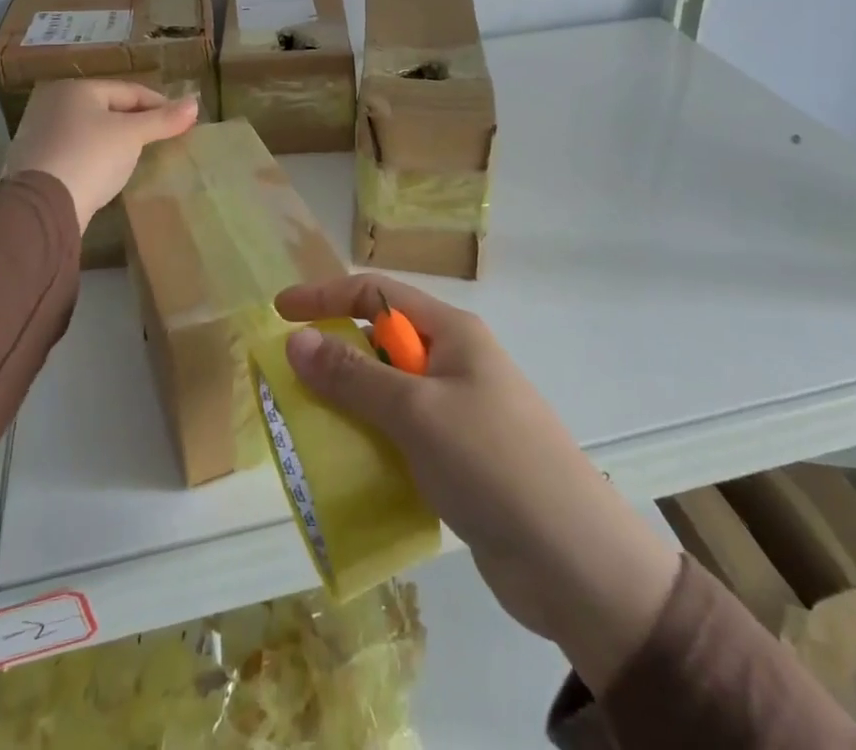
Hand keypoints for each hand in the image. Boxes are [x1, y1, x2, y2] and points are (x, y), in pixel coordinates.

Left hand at [3, 80, 198, 233]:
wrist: (43, 206)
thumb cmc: (91, 156)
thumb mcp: (132, 135)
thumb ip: (163, 119)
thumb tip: (195, 103)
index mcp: (76, 89)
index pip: (129, 91)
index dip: (159, 104)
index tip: (182, 121)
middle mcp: (54, 104)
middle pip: (108, 108)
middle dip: (137, 122)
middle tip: (163, 138)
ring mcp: (40, 133)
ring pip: (91, 130)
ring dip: (116, 140)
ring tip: (140, 155)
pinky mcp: (35, 162)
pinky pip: (77, 151)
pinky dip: (96, 156)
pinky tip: (109, 171)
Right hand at [275, 273, 680, 690]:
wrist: (575, 562)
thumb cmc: (493, 463)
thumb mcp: (415, 412)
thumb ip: (352, 376)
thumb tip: (296, 339)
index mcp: (452, 332)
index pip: (377, 293)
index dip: (326, 296)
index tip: (280, 313)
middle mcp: (455, 361)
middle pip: (380, 341)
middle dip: (334, 353)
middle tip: (288, 381)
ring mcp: (459, 411)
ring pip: (388, 392)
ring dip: (349, 403)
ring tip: (307, 427)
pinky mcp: (460, 457)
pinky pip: (402, 434)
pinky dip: (371, 440)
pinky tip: (347, 466)